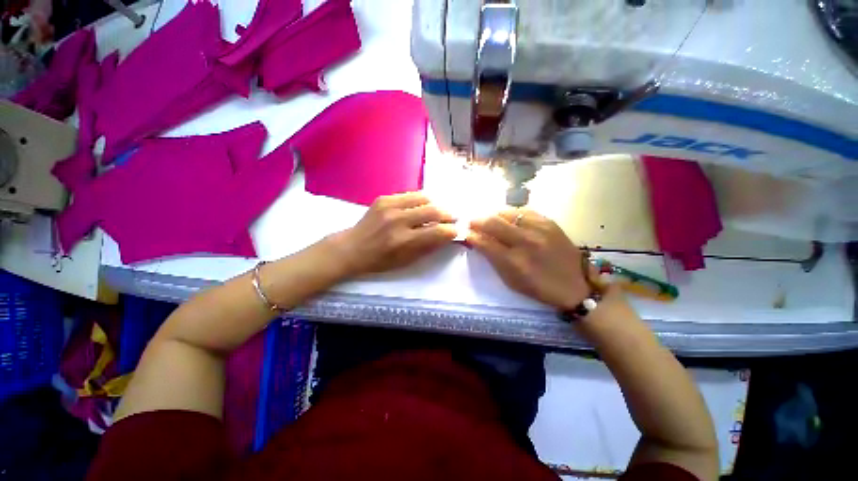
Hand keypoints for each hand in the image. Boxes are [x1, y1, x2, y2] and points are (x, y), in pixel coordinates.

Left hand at [328, 192, 457, 276]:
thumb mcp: (406, 261)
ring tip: (436, 212)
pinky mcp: (383, 198)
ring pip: (424, 198)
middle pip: (433, 210)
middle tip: (451, 218)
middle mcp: (398, 221)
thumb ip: (428, 247)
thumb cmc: (380, 261)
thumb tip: (447, 236)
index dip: (451, 230)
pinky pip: (410, 195)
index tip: (456, 230)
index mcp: (404, 241)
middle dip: (447, 214)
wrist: (351, 248)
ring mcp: (389, 206)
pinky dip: (419, 201)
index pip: (437, 231)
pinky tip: (419, 208)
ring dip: (434, 205)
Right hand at [467, 208, 593, 310]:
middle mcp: (525, 242)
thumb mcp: (510, 280)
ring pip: (506, 212)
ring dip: (492, 215)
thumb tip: (477, 241)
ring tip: (489, 219)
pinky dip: (510, 213)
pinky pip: (523, 210)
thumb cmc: (538, 287)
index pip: (483, 242)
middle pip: (492, 222)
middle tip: (471, 221)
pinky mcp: (549, 221)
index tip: (464, 232)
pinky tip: (508, 219)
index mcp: (514, 262)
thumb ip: (492, 259)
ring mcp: (539, 229)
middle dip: (477, 220)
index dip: (470, 235)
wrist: (576, 285)